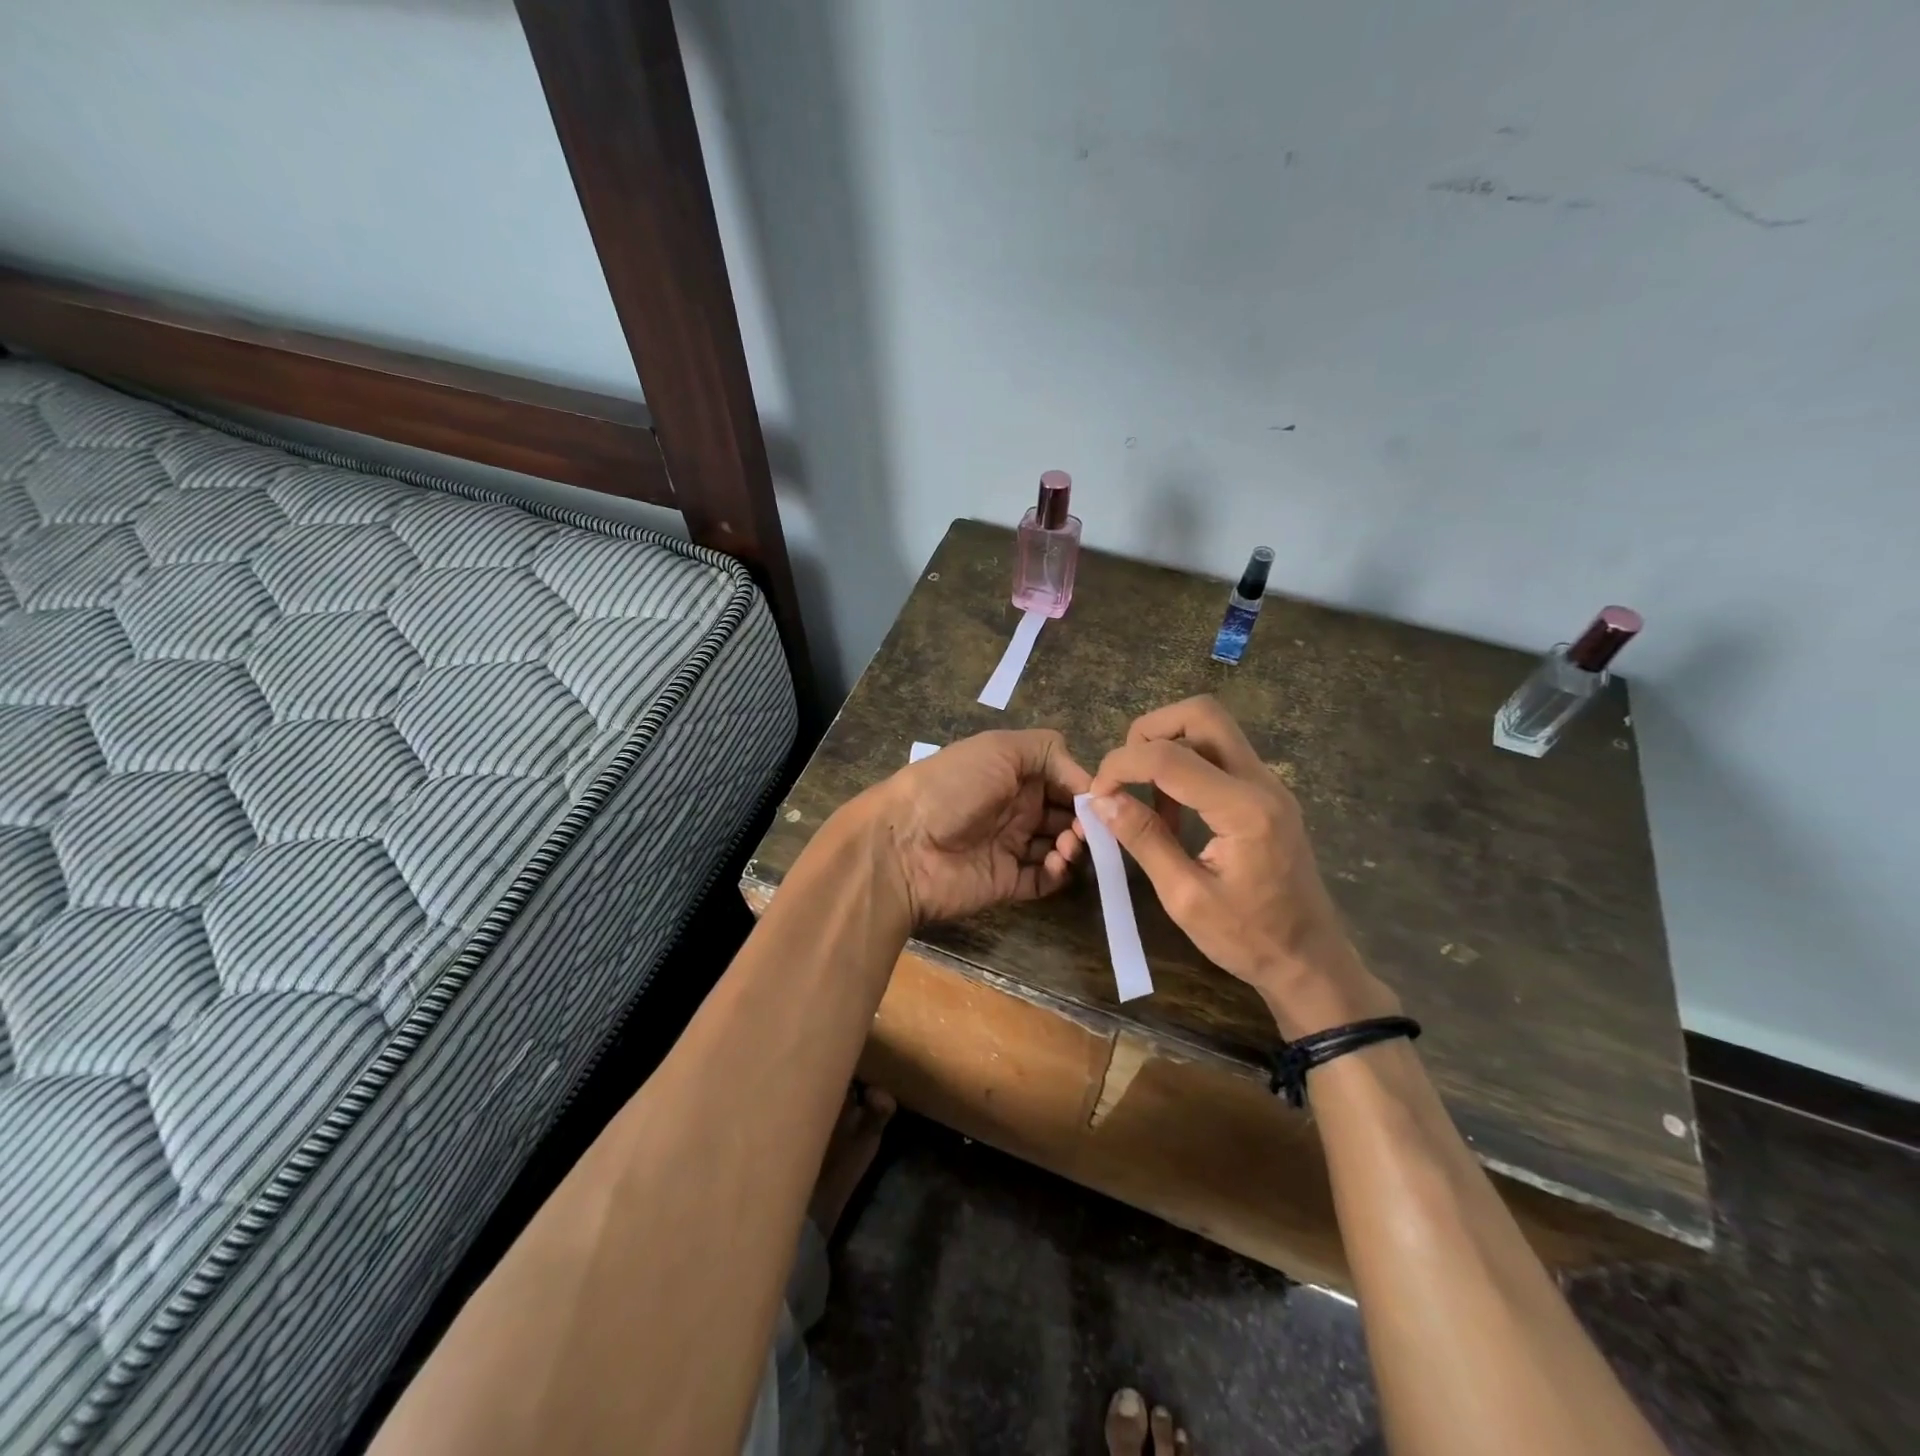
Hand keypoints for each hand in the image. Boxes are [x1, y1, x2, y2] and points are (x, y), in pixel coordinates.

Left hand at [854, 729, 1090, 925]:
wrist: (904, 845)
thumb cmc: (953, 786)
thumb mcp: (1000, 748)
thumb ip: (1048, 752)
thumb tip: (1088, 780)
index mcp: (1012, 772)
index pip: (1062, 778)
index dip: (1083, 786)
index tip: (1100, 798)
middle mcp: (1014, 807)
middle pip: (1066, 813)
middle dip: (1084, 819)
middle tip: (1088, 828)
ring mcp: (1010, 846)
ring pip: (1060, 846)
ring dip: (1074, 845)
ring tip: (1067, 845)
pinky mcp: (1007, 882)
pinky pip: (1044, 880)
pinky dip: (1059, 873)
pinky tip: (1055, 863)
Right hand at [1080, 697, 1396, 1038]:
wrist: (1310, 961)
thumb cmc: (1248, 939)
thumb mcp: (1185, 898)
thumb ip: (1145, 840)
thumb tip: (1101, 801)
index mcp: (1244, 810)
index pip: (1170, 757)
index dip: (1121, 766)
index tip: (1096, 796)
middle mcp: (1262, 783)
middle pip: (1202, 713)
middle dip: (1150, 731)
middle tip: (1123, 772)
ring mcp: (1269, 784)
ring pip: (1212, 728)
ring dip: (1167, 746)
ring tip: (1142, 796)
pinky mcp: (1266, 794)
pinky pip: (1220, 755)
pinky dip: (1185, 764)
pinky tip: (1171, 811)